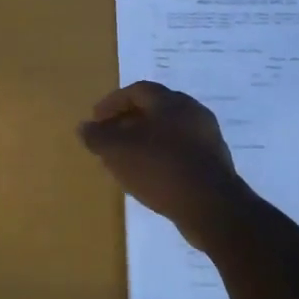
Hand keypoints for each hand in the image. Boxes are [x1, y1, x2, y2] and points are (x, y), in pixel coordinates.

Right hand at [78, 81, 249, 243]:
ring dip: (146, 140)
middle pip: (154, 109)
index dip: (113, 103)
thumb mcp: (119, 152)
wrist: (212, 207)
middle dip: (129, 121)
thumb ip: (98, 137)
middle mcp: (192, 112)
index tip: (96, 120)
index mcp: (170, 102)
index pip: (137, 90)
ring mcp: (207, 137)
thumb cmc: (161, 168)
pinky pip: (181, 151)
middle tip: (110, 137)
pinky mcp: (214, 163)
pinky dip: (161, 156)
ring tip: (127, 158)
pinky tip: (150, 175)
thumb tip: (84, 127)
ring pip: (169, 131)